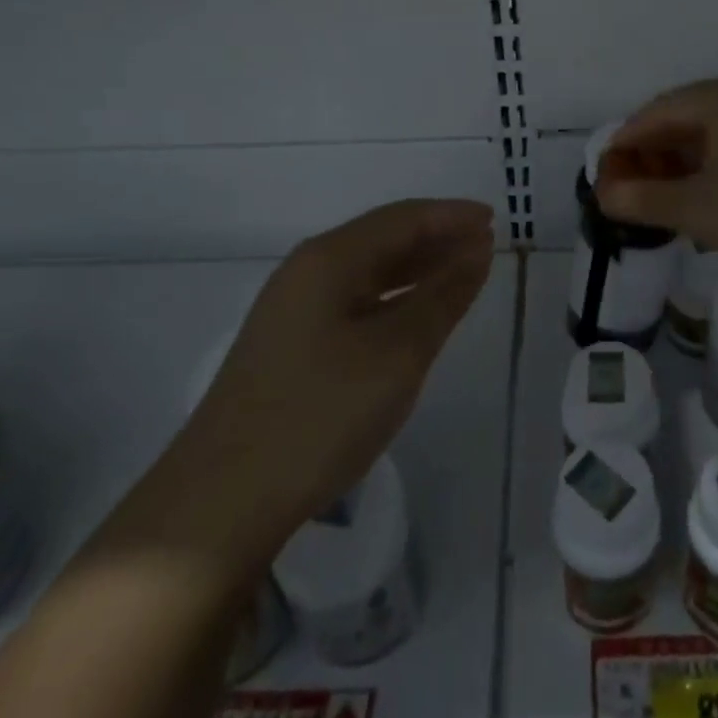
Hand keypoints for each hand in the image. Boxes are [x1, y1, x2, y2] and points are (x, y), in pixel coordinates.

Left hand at [174, 199, 494, 573]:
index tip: (495, 220)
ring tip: (462, 274)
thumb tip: (478, 252)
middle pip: (383, 238)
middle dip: (438, 238)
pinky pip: (355, 301)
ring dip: (418, 268)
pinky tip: (414, 315)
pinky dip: (394, 299)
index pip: (403, 218)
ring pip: (369, 272)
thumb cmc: (320, 414)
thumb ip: (443, 296)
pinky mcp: (291, 346)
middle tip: (486, 247)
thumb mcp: (398, 353)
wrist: (221, 502)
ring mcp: (294, 310)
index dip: (452, 215)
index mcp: (329, 259)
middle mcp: (307, 272)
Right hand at [595, 78, 717, 281]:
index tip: (606, 172)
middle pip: (687, 113)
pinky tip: (713, 188)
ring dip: (687, 155)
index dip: (626, 141)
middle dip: (656, 149)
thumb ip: (644, 200)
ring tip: (668, 190)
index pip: (657, 111)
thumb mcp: (699, 211)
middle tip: (635, 185)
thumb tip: (604, 195)